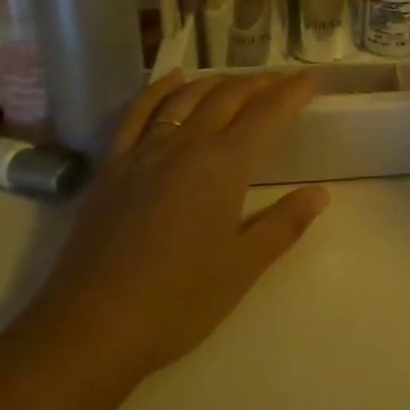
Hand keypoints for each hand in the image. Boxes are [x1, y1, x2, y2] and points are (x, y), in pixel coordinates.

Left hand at [26, 71, 329, 390]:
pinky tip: (174, 79)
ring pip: (186, 98)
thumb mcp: (244, 266)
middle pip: (229, 96)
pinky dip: (159, 90)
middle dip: (261, 83)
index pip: (267, 113)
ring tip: (240, 81)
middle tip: (283, 81)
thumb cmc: (178, 301)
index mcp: (223, 165)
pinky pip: (138, 113)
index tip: (313, 79)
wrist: (89, 330)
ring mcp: (144, 152)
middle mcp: (185, 145)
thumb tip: (320, 193)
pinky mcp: (111, 167)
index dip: (293, 92)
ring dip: (218, 82)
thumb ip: (284, 224)